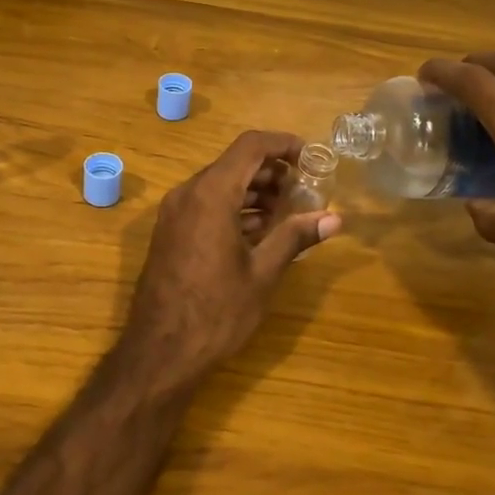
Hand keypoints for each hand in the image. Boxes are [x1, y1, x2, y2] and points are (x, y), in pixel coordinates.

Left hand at [117, 131, 342, 388]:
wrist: (160, 351)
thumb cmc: (216, 311)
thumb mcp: (262, 273)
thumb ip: (295, 237)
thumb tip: (334, 219)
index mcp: (211, 194)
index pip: (250, 146)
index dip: (283, 144)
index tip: (311, 157)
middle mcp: (188, 194)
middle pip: (234, 164)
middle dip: (272, 172)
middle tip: (304, 192)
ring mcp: (174, 213)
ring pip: (219, 184)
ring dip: (253, 191)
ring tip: (287, 214)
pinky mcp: (170, 232)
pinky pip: (205, 204)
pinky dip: (233, 208)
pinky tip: (258, 232)